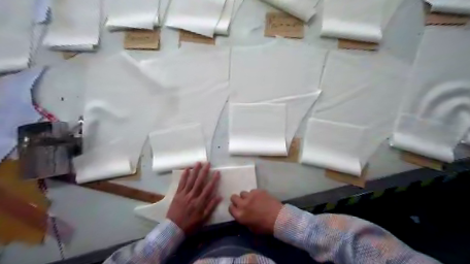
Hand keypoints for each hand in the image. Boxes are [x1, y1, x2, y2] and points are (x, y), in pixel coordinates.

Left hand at [167, 163, 222, 234]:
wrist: (173, 229)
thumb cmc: (190, 225)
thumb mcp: (203, 218)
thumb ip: (211, 206)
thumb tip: (219, 196)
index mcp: (200, 202)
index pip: (208, 188)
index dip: (213, 180)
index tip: (217, 172)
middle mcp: (192, 196)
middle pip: (199, 182)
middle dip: (204, 172)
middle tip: (208, 163)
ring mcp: (184, 194)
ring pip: (190, 180)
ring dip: (195, 171)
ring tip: (198, 163)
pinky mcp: (177, 195)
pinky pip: (181, 183)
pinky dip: (184, 176)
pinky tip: (187, 169)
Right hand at [229, 188, 279, 233]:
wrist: (278, 218)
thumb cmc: (265, 227)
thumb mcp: (251, 228)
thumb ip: (244, 220)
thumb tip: (243, 215)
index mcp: (240, 215)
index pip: (230, 208)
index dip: (233, 208)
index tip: (237, 208)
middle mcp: (242, 204)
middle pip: (233, 197)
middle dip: (237, 199)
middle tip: (243, 202)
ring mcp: (250, 196)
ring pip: (243, 192)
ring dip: (246, 196)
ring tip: (252, 200)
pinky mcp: (258, 191)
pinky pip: (252, 190)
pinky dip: (255, 194)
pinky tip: (260, 198)